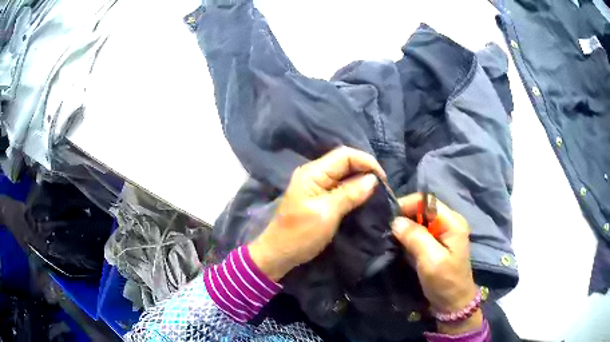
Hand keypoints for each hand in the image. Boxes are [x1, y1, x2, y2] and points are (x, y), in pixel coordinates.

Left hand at [249, 146, 385, 281]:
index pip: (345, 155)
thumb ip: (349, 194)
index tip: (383, 180)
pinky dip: (354, 191)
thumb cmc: (300, 234)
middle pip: (345, 163)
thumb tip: (373, 179)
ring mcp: (316, 186)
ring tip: (378, 193)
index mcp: (313, 172)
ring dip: (361, 182)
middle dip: (366, 171)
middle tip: (383, 188)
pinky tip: (364, 199)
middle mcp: (314, 174)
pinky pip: (340, 188)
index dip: (366, 162)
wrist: (278, 254)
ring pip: (344, 175)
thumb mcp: (327, 213)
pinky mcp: (319, 198)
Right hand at [391, 194, 482, 334]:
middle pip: (422, 208)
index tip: (388, 217)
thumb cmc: (445, 281)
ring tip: (389, 235)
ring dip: (404, 227)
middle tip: (386, 228)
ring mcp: (442, 233)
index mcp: (452, 222)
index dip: (407, 204)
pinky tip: (398, 243)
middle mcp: (448, 222)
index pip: (427, 201)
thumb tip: (396, 221)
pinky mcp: (436, 243)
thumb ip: (416, 238)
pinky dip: (407, 236)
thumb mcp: (431, 260)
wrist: (452, 302)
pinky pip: (419, 232)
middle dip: (404, 215)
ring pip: (419, 220)